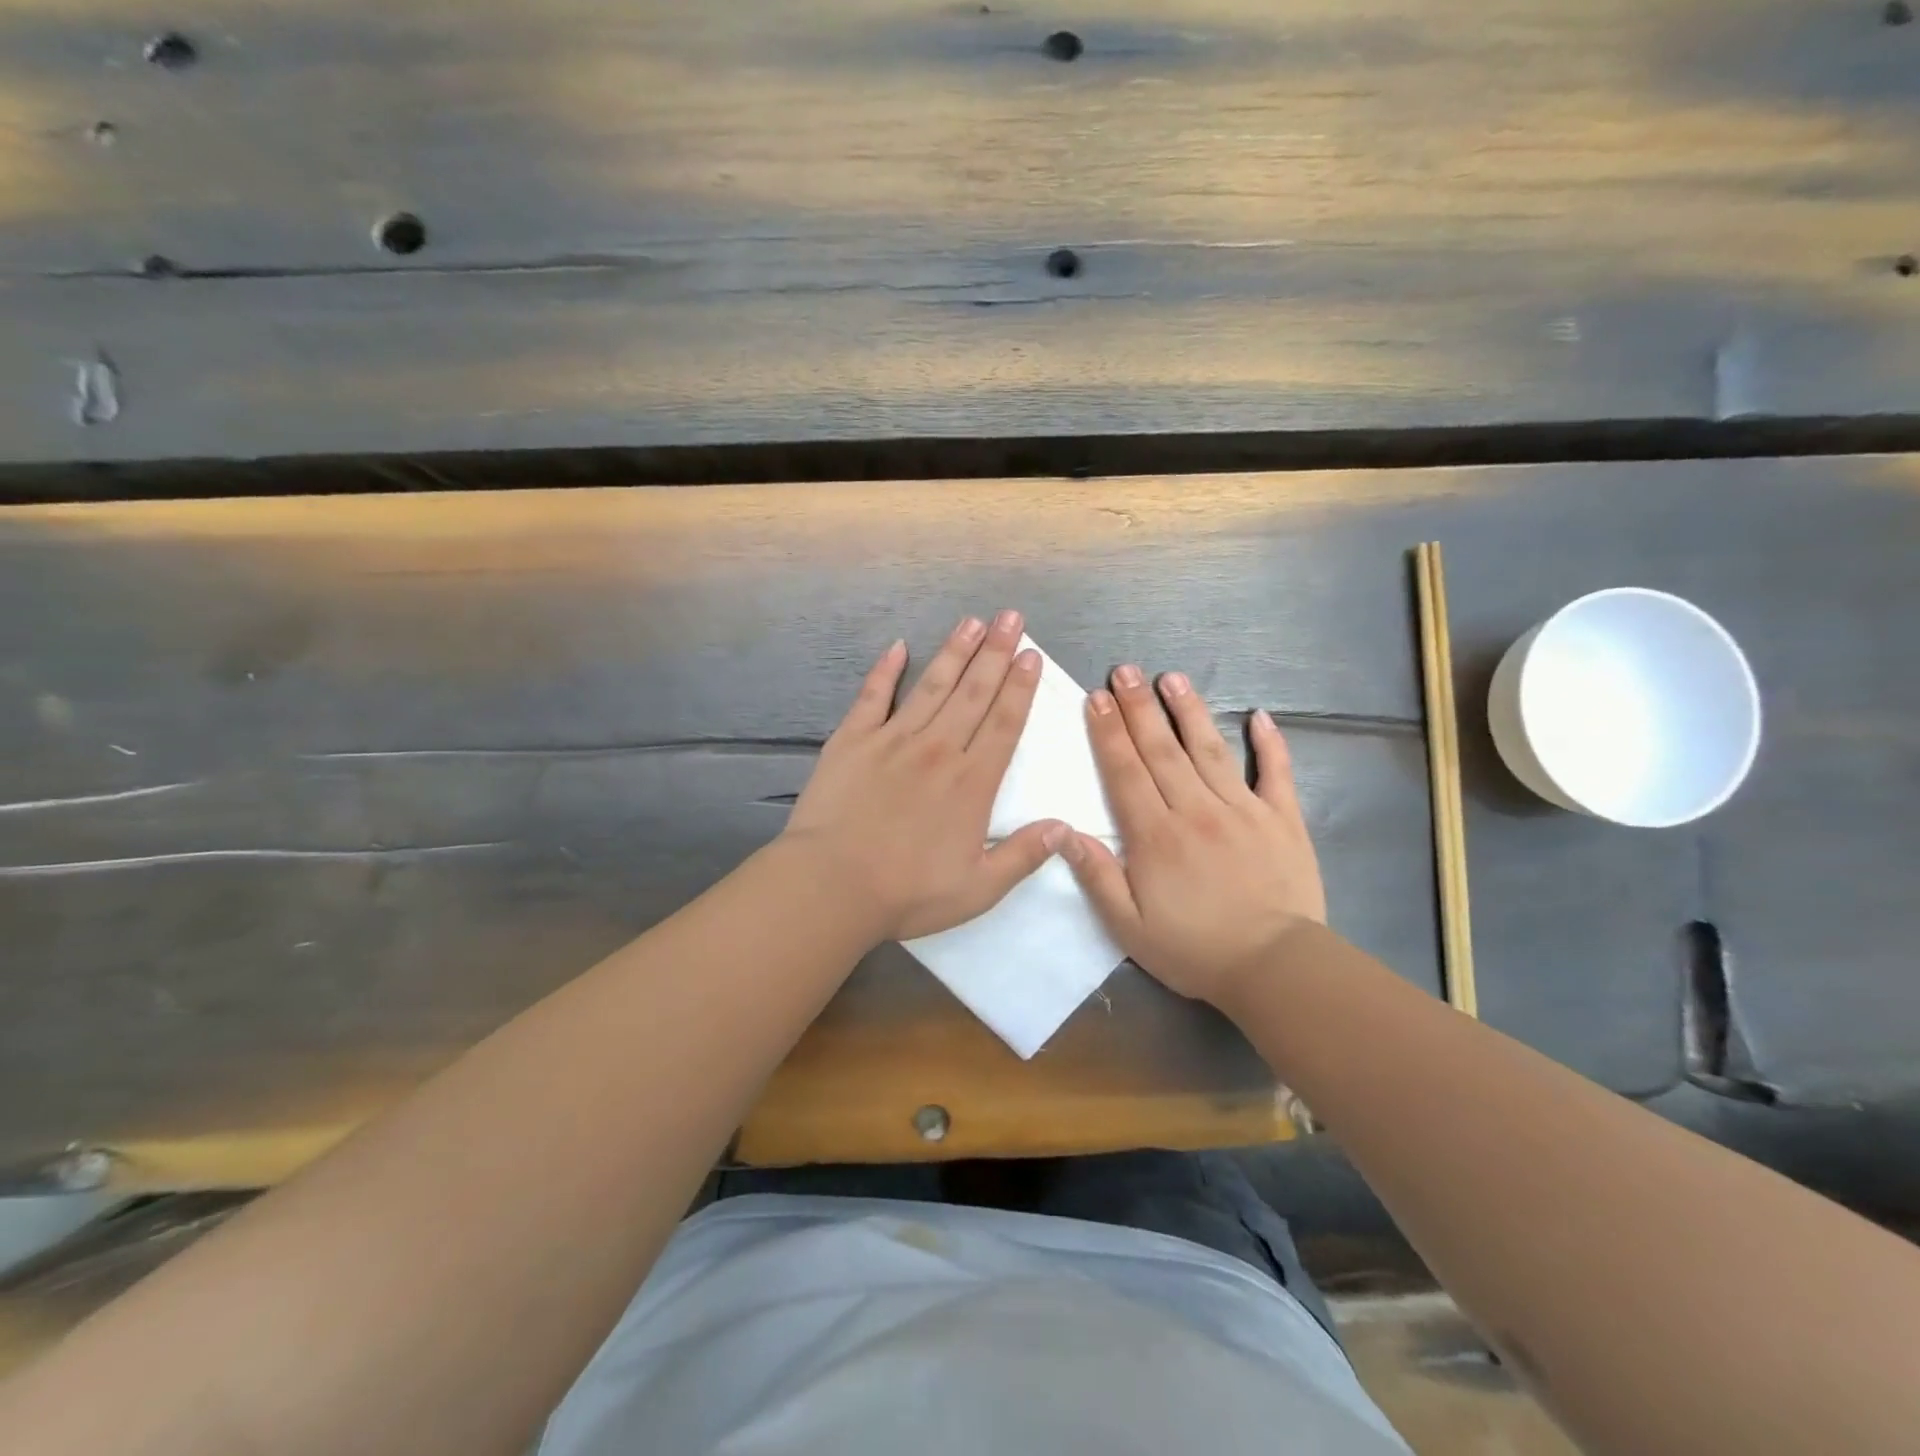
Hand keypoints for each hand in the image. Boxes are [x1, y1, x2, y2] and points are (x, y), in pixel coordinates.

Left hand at [784, 610, 1065, 942]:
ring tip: (972, 622)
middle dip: (996, 652)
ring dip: (954, 651)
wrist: (832, 885)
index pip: (1005, 723)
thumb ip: (1023, 855)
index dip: (1020, 686)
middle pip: (973, 692)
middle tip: (1011, 618)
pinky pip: (873, 696)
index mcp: (972, 782)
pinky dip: (886, 670)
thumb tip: (1064, 827)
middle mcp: (938, 749)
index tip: (1030, 655)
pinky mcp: (852, 740)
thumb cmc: (908, 892)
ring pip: (931, 685)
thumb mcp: (979, 889)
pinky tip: (898, 647)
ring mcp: (893, 739)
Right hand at [1061, 665, 1325, 1005]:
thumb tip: (1063, 832)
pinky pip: (1276, 773)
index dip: (1108, 732)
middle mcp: (1196, 810)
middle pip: (1161, 750)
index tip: (1095, 697)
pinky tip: (1260, 716)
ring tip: (1172, 677)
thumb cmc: (1194, 949)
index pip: (1125, 771)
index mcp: (1156, 835)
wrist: (1275, 967)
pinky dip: (1270, 743)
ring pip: (1209, 749)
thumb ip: (1097, 876)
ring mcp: (1243, 810)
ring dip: (1188, 711)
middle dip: (1139, 707)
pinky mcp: (1283, 819)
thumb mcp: (1129, 926)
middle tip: (1125, 671)